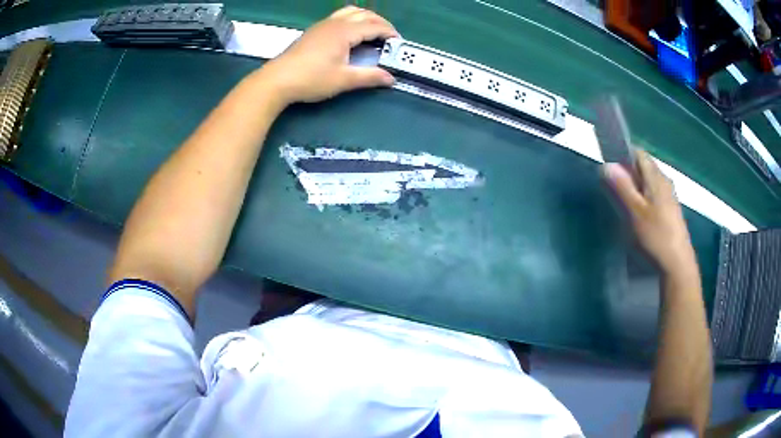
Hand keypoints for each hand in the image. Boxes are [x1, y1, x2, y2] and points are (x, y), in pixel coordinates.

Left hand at [256, 6, 397, 104]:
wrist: (277, 80)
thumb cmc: (311, 79)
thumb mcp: (343, 80)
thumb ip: (369, 77)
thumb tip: (390, 78)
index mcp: (345, 32)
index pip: (375, 26)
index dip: (390, 33)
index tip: (399, 44)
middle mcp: (335, 23)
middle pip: (365, 14)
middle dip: (381, 23)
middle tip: (390, 38)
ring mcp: (323, 25)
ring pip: (351, 11)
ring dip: (366, 18)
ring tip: (373, 32)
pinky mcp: (315, 30)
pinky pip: (340, 16)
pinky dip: (353, 19)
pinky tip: (352, 33)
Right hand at [603, 151, 696, 275]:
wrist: (677, 263)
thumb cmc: (656, 235)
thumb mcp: (635, 212)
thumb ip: (621, 187)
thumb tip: (606, 164)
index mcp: (656, 177)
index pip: (638, 153)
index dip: (623, 155)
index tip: (610, 168)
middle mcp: (664, 180)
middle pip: (643, 167)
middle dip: (628, 172)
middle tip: (614, 188)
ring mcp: (669, 195)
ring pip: (648, 181)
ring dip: (635, 186)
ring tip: (624, 203)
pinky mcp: (670, 209)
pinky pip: (653, 194)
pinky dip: (643, 197)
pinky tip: (638, 214)